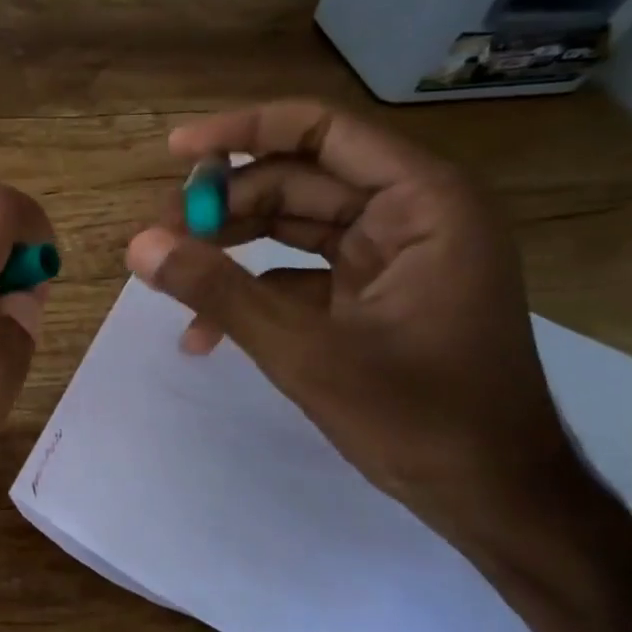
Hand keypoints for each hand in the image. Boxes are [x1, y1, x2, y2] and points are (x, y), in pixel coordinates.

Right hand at [125, 100, 582, 544]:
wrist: (494, 500)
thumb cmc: (420, 418)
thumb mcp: (306, 351)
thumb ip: (219, 292)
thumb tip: (138, 246)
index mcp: (420, 203)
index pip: (322, 132)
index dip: (243, 131)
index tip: (176, 151)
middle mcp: (410, 215)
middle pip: (298, 180)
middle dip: (225, 205)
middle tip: (158, 233)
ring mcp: (392, 258)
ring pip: (293, 226)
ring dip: (230, 247)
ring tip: (168, 271)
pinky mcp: (373, 297)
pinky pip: (300, 275)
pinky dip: (253, 294)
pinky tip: (201, 332)